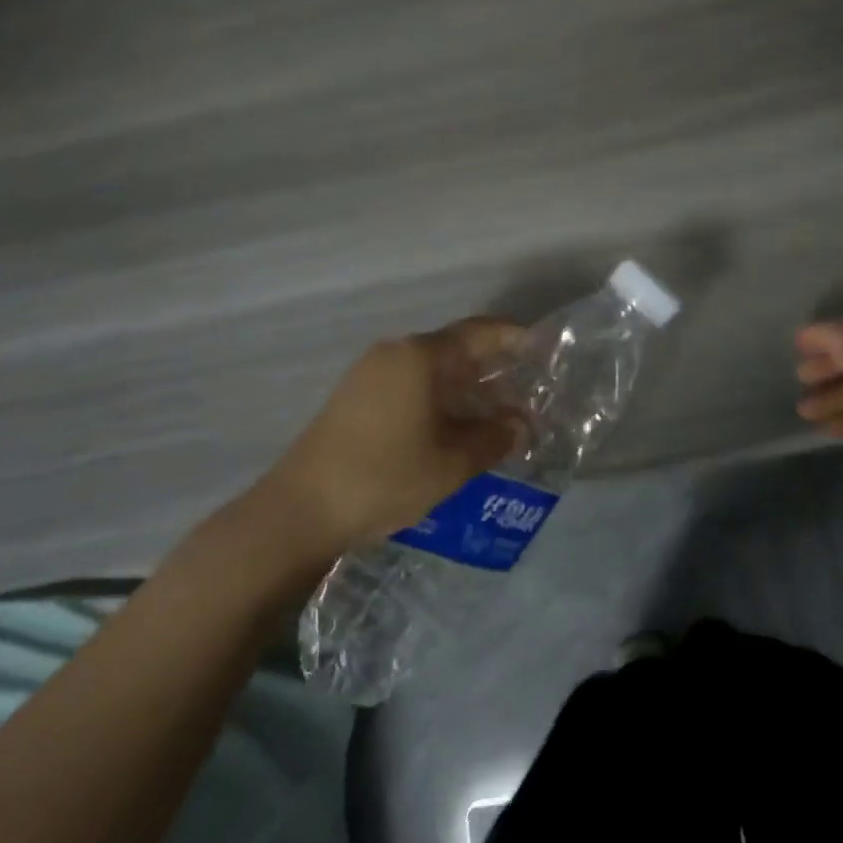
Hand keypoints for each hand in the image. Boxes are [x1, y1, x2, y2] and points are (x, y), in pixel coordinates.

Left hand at [263, 318, 526, 555]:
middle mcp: (394, 353)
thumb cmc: (385, 477)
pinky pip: (409, 383)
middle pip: (454, 349)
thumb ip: (493, 438)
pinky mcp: (355, 396)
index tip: (540, 348)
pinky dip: (438, 397)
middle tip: (524, 393)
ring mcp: (369, 373)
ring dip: (464, 387)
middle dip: (491, 368)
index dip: (512, 338)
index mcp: (420, 357)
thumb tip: (520, 425)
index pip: (478, 333)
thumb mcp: (451, 462)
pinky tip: (452, 427)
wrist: (302, 508)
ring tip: (494, 415)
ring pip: (431, 369)